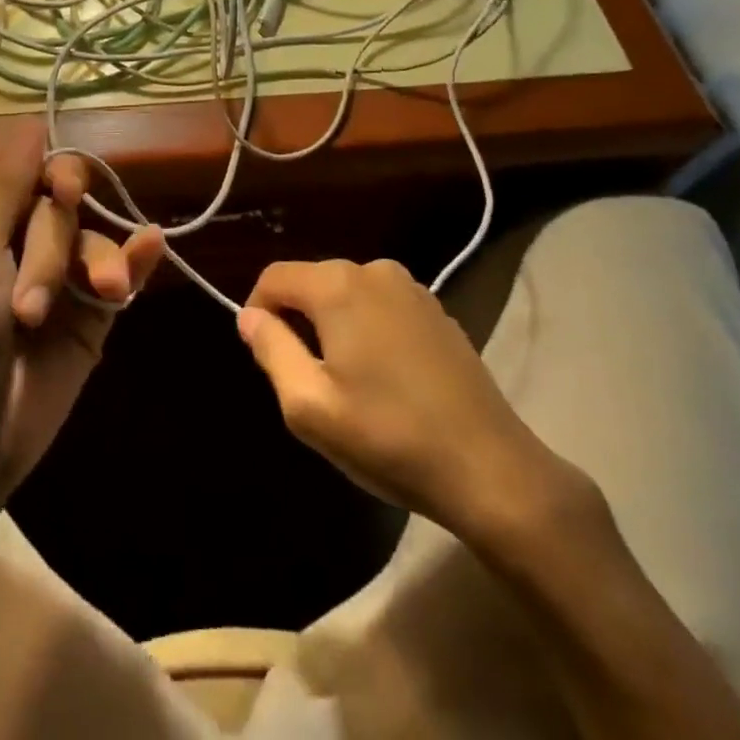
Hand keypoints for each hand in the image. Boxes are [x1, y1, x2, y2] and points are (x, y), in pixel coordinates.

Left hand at [0, 122, 164, 519]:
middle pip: (66, 210)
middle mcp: (24, 244)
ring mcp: (61, 284)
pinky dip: (139, 260)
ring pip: (97, 242)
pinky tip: (154, 247)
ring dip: (102, 263)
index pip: (36, 173)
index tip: (66, 192)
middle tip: (29, 305)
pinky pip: (122, 276)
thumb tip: (32, 123)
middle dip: (55, 250)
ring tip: (103, 298)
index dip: (58, 177)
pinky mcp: (90, 321)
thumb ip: (7, 184)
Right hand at [237, 259, 583, 548]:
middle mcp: (373, 270)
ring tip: (346, 382)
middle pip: (311, 282)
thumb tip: (249, 315)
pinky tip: (385, 378)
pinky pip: (380, 305)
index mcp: (338, 286)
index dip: (257, 311)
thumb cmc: (389, 437)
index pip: (274, 278)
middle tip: (305, 379)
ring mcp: (411, 287)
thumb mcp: (309, 406)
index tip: (265, 357)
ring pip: (346, 293)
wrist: (490, 470)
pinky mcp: (436, 310)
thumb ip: (271, 350)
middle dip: (297, 321)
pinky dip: (367, 329)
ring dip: (333, 326)